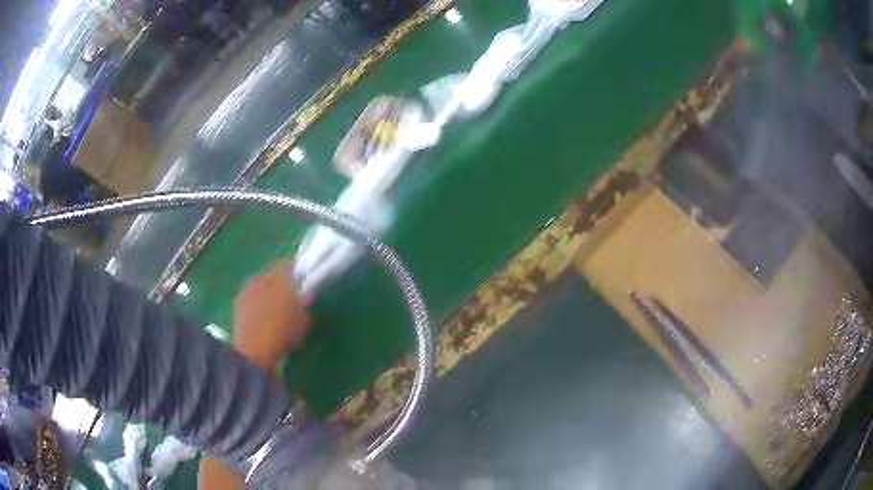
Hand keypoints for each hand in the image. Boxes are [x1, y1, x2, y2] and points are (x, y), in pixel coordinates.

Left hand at [232, 260, 310, 370]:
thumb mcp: (302, 320)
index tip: (300, 280)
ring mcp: (246, 290)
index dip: (293, 271)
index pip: (286, 264)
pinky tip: (261, 317)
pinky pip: (250, 298)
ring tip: (273, 308)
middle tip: (287, 296)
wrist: (254, 350)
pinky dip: (256, 303)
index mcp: (278, 278)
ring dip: (265, 292)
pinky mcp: (237, 304)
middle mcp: (260, 279)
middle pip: (271, 274)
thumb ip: (304, 304)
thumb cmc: (283, 333)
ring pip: (259, 286)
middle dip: (278, 282)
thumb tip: (306, 294)